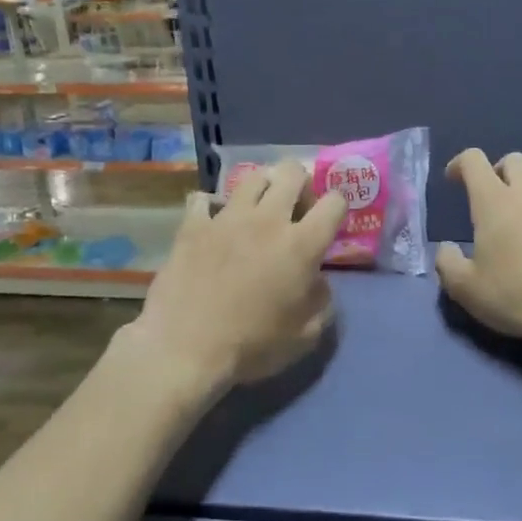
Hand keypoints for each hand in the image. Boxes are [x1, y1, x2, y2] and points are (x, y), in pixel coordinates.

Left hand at [128, 160, 346, 398]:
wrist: (184, 349)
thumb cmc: (251, 346)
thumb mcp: (305, 336)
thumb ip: (322, 301)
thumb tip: (317, 281)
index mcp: (301, 245)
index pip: (335, 201)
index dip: (337, 207)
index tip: (329, 223)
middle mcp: (268, 219)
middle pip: (291, 171)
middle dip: (300, 183)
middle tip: (295, 209)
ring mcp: (227, 218)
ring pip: (252, 177)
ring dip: (262, 188)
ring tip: (257, 211)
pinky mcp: (193, 225)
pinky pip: (204, 199)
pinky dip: (211, 207)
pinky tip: (213, 223)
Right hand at [435, 150, 521, 349]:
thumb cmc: (514, 295)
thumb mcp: (465, 288)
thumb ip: (447, 263)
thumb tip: (446, 249)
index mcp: (495, 202)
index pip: (474, 160)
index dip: (459, 163)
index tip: (452, 180)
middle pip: (513, 160)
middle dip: (496, 171)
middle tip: (487, 199)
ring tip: (514, 223)